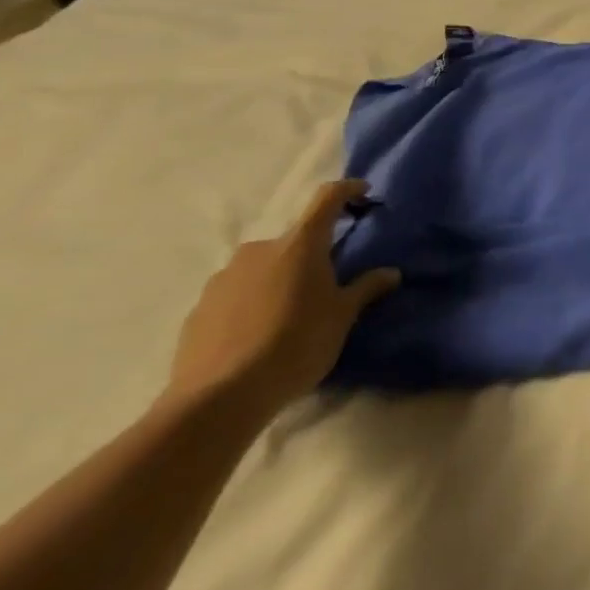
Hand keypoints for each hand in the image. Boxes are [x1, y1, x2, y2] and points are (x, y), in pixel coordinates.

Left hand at [166, 181, 398, 418]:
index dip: (347, 190)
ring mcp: (223, 278)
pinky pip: (235, 294)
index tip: (363, 193)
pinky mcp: (198, 309)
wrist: (219, 399)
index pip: (327, 199)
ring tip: (288, 314)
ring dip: (278, 279)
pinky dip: (251, 303)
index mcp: (300, 244)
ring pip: (261, 267)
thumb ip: (366, 289)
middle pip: (293, 240)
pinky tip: (257, 334)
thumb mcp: (342, 317)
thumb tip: (391, 273)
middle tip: (325, 282)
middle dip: (310, 254)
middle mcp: (260, 250)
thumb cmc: (296, 344)